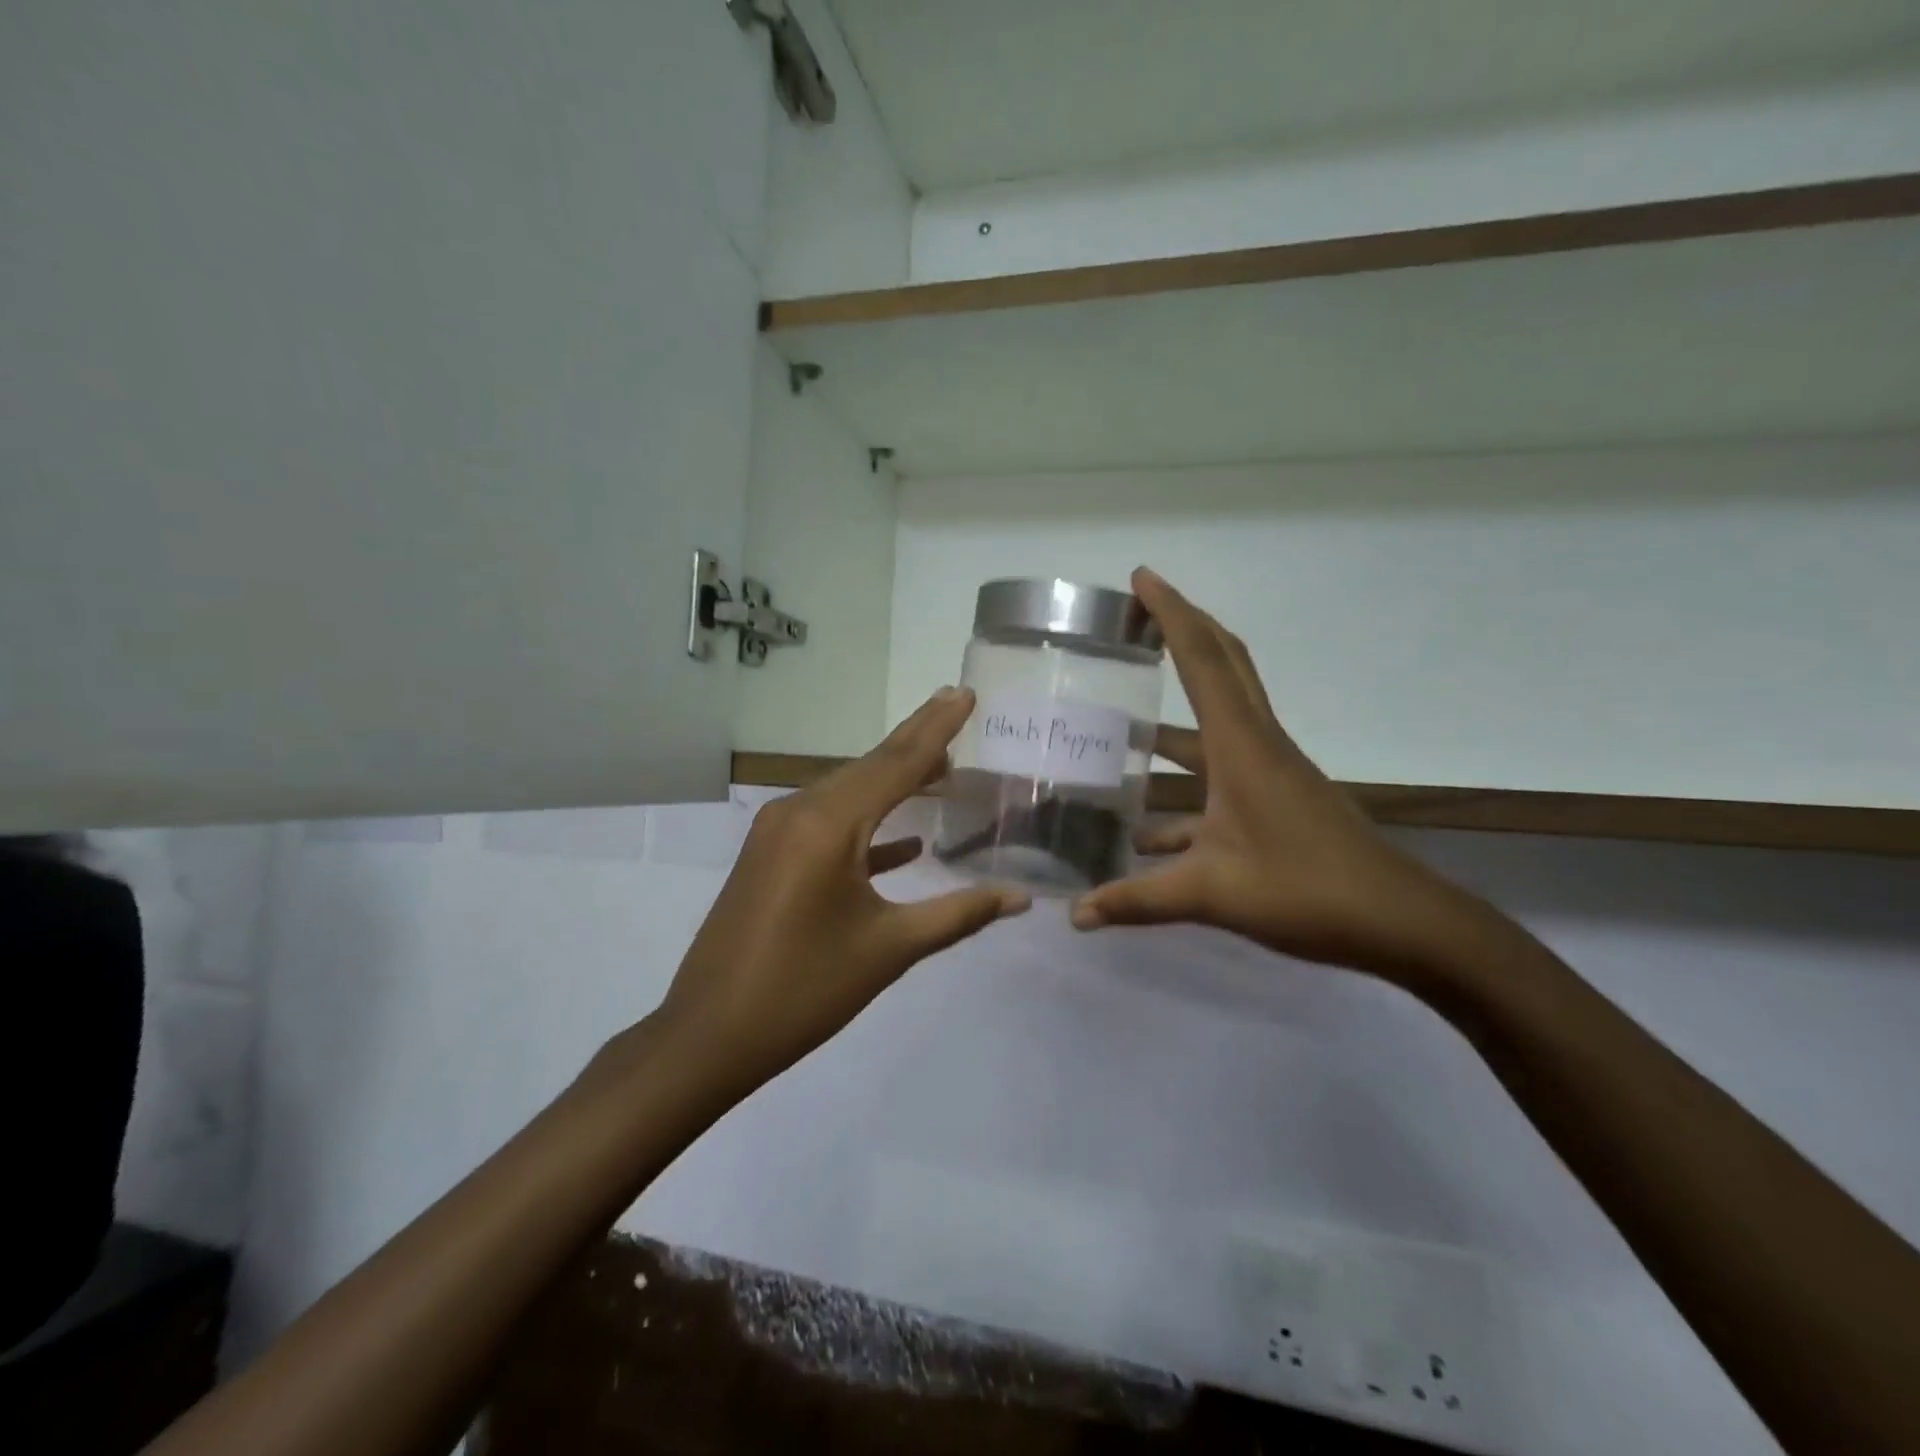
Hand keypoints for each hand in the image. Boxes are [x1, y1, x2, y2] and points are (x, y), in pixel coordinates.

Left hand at [655, 687, 1029, 1090]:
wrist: (708, 1036)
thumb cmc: (804, 991)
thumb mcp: (889, 949)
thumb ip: (958, 914)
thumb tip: (1020, 898)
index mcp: (828, 825)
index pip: (896, 763)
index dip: (936, 728)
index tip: (964, 692)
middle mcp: (799, 812)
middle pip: (870, 768)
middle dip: (917, 743)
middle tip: (958, 711)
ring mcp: (777, 833)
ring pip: (848, 792)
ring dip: (894, 781)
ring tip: (942, 769)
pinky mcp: (770, 857)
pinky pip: (829, 824)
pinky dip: (868, 824)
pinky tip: (905, 841)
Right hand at [1070, 569, 1496, 988]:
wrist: (1399, 922)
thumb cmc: (1305, 891)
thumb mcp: (1211, 894)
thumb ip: (1137, 900)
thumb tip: (1074, 915)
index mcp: (1241, 745)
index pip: (1201, 659)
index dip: (1170, 613)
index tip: (1141, 578)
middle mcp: (1257, 744)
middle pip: (1222, 665)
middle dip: (1182, 631)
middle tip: (1138, 615)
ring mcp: (1270, 771)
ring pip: (1219, 720)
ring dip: (1174, 717)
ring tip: (1122, 727)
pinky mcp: (1277, 800)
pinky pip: (1221, 773)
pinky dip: (1184, 788)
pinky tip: (1147, 832)